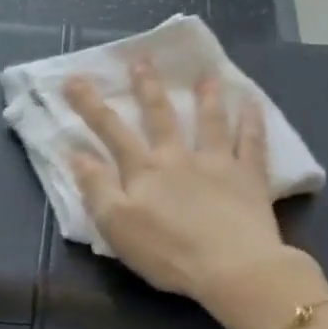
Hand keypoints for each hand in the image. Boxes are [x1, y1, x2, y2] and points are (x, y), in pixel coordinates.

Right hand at [65, 62, 304, 319]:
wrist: (232, 268)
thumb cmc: (168, 252)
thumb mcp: (117, 226)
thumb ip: (96, 188)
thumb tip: (75, 154)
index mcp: (144, 171)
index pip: (111, 132)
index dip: (91, 106)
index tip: (75, 79)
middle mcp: (179, 158)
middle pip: (160, 117)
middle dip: (147, 88)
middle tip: (142, 60)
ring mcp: (218, 163)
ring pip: (210, 121)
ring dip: (205, 96)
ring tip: (205, 74)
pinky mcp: (249, 177)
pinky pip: (251, 142)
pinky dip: (251, 120)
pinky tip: (252, 103)